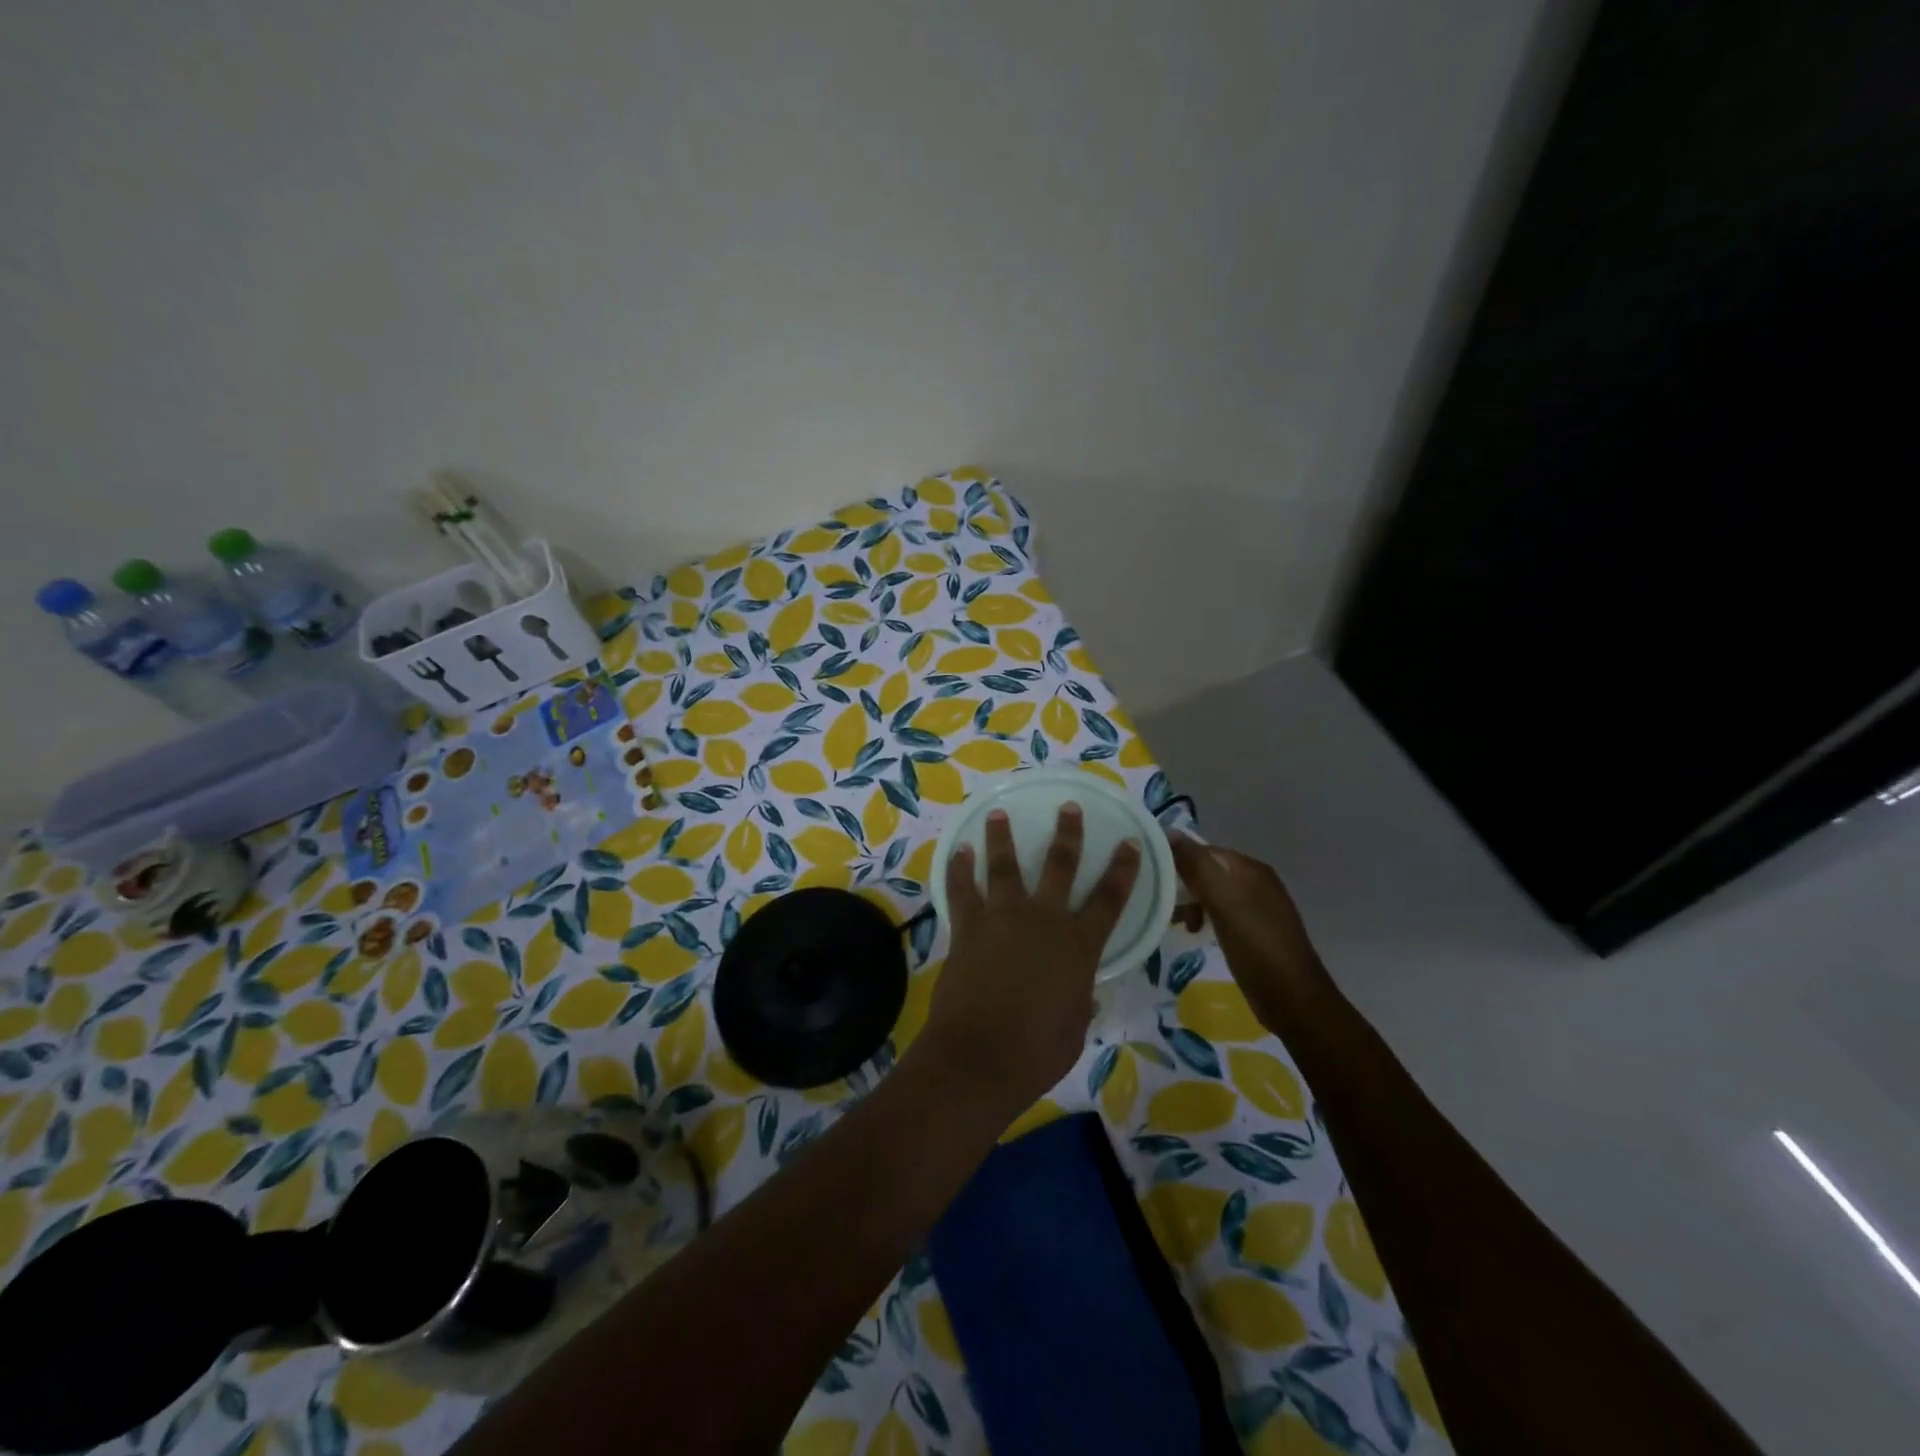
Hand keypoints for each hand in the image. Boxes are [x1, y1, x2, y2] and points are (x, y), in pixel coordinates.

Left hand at [919, 804, 1140, 1119]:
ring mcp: (1002, 918)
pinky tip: (958, 851)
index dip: (1123, 869)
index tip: (1129, 842)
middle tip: (1068, 807)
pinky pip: (961, 890)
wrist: (979, 1057)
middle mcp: (1043, 920)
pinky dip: (959, 869)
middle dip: (1067, 833)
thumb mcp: (1074, 1029)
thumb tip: (1083, 994)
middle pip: (1059, 865)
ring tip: (997, 814)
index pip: (1110, 899)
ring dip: (1001, 837)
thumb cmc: (1036, 1052)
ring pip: (1004, 866)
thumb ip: (1079, 1001)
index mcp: (1078, 946)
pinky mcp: (968, 927)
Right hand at [1169, 835, 1335, 1027]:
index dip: (1177, 859)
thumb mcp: (1222, 902)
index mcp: (1250, 869)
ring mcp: (1257, 907)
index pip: (1204, 850)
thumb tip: (1168, 832)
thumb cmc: (1256, 946)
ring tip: (1176, 922)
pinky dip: (1204, 917)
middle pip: (1208, 871)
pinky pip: (1221, 913)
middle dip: (1182, 883)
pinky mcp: (1255, 931)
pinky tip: (1195, 933)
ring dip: (1191, 902)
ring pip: (1213, 893)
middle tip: (1159, 902)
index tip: (1150, 876)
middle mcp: (1256, 882)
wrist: (1293, 1001)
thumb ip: (1196, 866)